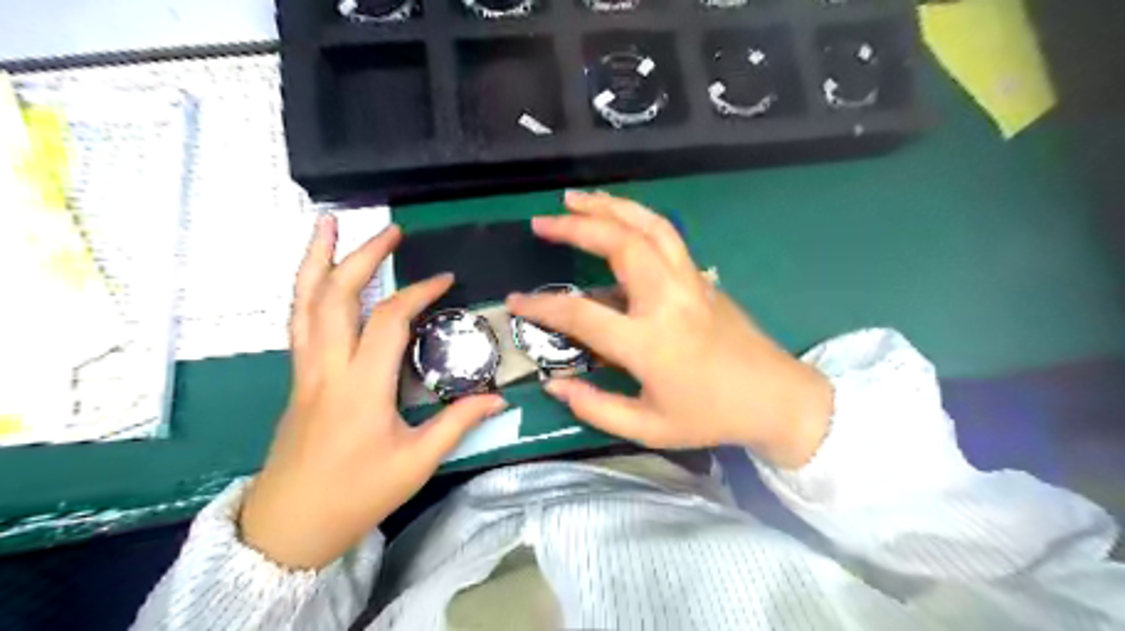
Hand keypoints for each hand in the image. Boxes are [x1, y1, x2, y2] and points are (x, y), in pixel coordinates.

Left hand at [242, 215, 506, 569]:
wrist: (290, 526)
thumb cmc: (356, 495)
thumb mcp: (416, 463)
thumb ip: (457, 423)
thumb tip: (499, 398)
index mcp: (361, 388)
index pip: (389, 321)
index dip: (419, 293)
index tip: (446, 280)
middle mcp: (327, 368)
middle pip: (335, 296)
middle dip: (362, 256)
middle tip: (389, 230)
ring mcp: (305, 370)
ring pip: (303, 303)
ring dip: (315, 259)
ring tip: (328, 224)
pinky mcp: (298, 377)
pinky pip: (298, 321)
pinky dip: (307, 288)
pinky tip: (317, 275)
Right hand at [506, 192, 827, 468]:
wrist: (775, 399)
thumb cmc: (710, 417)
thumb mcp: (648, 428)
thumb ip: (595, 407)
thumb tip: (554, 385)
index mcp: (650, 342)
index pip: (582, 314)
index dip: (542, 308)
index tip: (515, 302)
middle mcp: (669, 301)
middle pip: (621, 244)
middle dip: (577, 226)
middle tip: (543, 222)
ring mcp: (690, 282)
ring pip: (650, 227)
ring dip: (611, 207)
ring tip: (577, 200)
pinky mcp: (702, 278)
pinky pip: (667, 238)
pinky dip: (637, 219)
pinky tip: (618, 219)